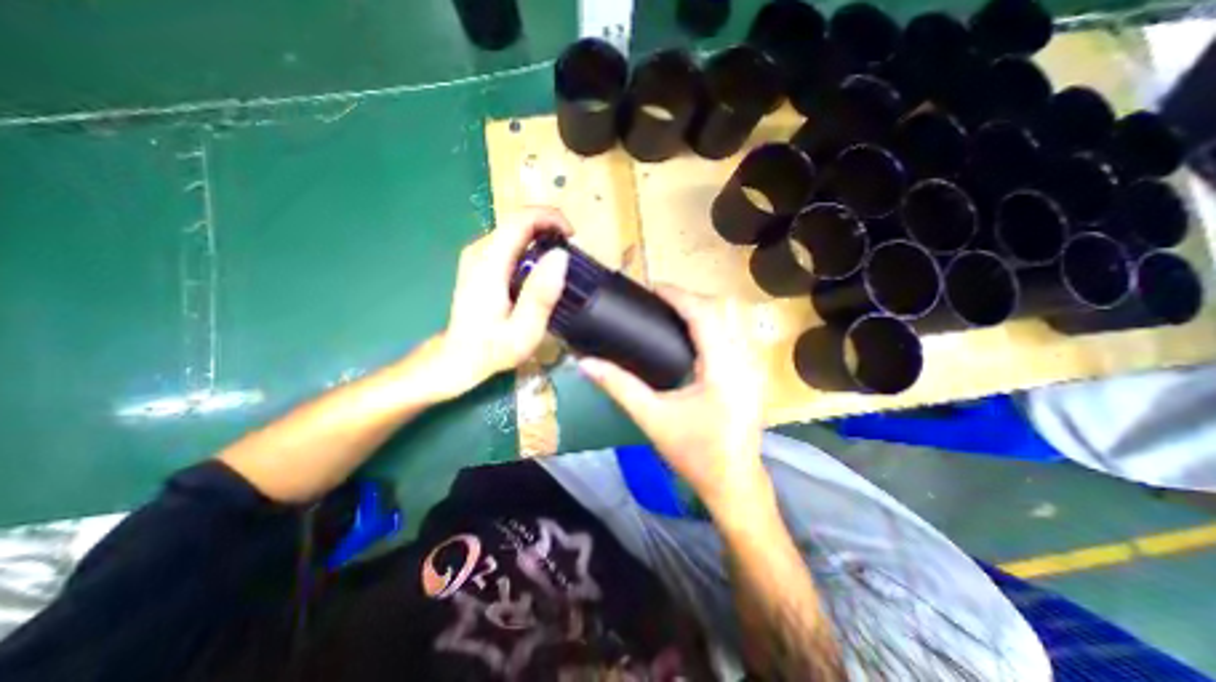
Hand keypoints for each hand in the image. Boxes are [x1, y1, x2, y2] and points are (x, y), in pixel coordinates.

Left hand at [436, 208, 573, 399]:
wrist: (460, 358)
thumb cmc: (493, 348)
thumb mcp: (524, 329)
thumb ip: (541, 294)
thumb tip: (561, 256)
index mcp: (489, 263)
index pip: (520, 220)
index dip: (550, 218)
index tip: (572, 236)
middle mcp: (480, 251)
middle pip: (517, 221)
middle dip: (549, 228)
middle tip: (572, 252)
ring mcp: (477, 256)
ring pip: (514, 230)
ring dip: (541, 237)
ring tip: (561, 261)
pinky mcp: (479, 263)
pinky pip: (509, 242)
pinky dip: (531, 247)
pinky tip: (541, 268)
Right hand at [575, 286, 762, 513]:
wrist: (734, 482)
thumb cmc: (694, 453)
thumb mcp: (652, 418)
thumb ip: (618, 387)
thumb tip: (585, 364)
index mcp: (723, 368)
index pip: (704, 314)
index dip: (678, 295)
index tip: (652, 288)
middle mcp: (745, 360)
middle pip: (722, 308)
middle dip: (690, 298)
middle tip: (658, 302)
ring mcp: (756, 366)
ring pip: (733, 318)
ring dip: (704, 308)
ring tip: (673, 313)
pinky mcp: (755, 373)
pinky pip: (737, 332)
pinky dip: (716, 323)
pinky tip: (695, 335)